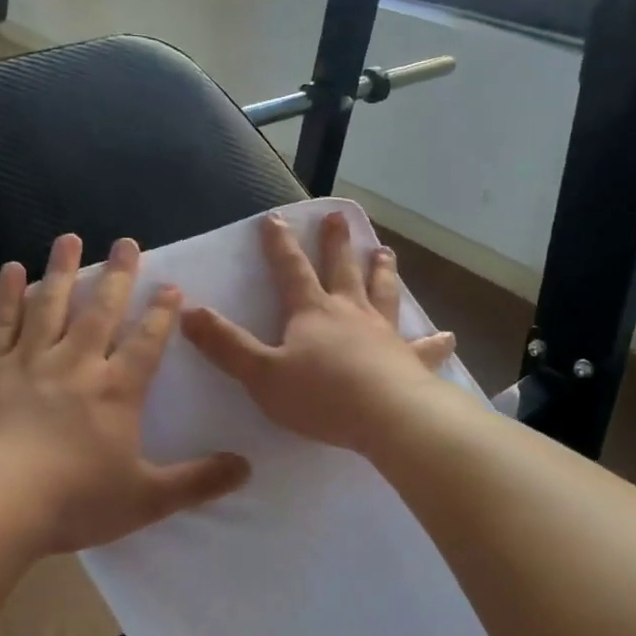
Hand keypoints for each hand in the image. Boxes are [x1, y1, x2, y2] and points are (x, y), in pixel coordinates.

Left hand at [0, 234, 251, 557]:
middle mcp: (76, 364)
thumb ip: (198, 482)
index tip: (171, 286)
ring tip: (70, 238)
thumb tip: (247, 468)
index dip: (161, 314)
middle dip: (117, 276)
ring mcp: (28, 363)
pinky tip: (12, 271)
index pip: (146, 343)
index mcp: (116, 391)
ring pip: (50, 305)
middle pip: (100, 311)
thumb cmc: (74, 501)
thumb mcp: (147, 499)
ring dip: (62, 270)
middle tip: (126, 242)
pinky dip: (6, 295)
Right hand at [181, 211, 455, 453]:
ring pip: (382, 294)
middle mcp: (349, 313)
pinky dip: (433, 342)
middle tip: (339, 218)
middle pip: (342, 270)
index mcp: (311, 312)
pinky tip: (447, 337)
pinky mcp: (408, 360)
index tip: (276, 218)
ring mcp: (382, 334)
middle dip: (336, 244)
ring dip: (382, 272)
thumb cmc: (319, 396)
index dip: (280, 245)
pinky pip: (422, 347)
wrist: (386, 417)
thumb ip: (226, 345)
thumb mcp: (261, 373)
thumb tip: (188, 311)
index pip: (291, 270)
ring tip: (385, 252)